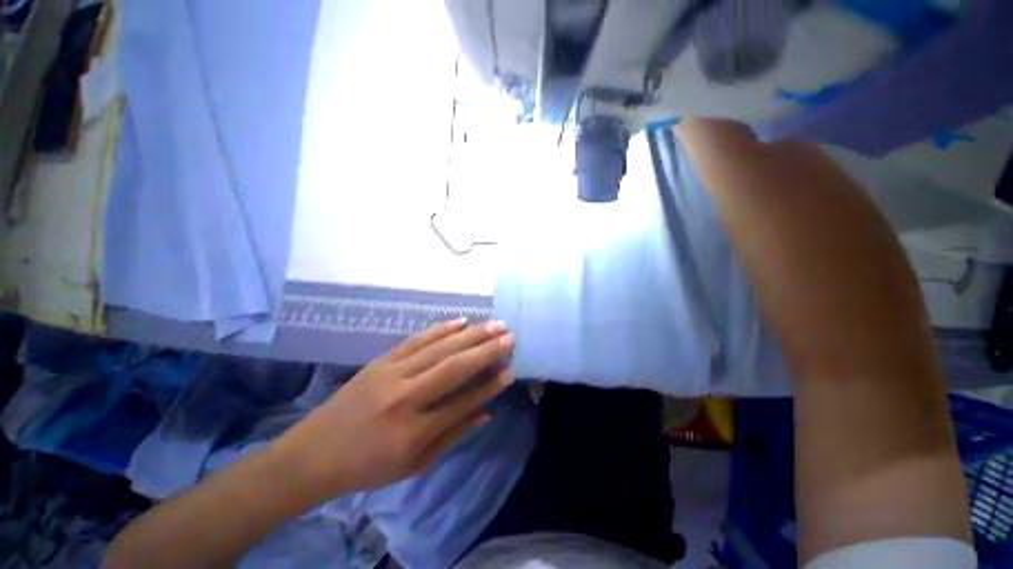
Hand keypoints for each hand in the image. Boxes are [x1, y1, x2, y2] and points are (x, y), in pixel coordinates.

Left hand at [273, 319, 514, 498]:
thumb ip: (453, 435)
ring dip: (470, 334)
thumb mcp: (414, 466)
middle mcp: (405, 397)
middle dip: (486, 350)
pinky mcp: (381, 360)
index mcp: (413, 431)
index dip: (490, 385)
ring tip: (494, 325)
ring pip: (439, 348)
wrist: (313, 453)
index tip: (510, 370)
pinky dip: (441, 329)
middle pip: (454, 367)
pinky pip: (416, 340)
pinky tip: (460, 321)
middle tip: (510, 337)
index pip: (463, 401)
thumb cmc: (367, 467)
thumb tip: (486, 411)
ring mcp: (391, 373)